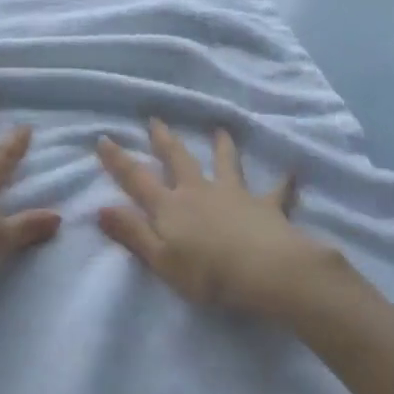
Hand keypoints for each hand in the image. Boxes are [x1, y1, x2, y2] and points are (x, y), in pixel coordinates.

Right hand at [98, 119, 334, 319]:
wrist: (267, 271)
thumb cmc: (207, 273)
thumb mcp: (160, 259)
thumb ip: (132, 232)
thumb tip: (100, 208)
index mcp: (170, 206)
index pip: (137, 179)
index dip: (118, 160)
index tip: (104, 138)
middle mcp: (199, 191)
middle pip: (178, 160)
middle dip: (165, 140)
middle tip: (156, 120)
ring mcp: (234, 195)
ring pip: (226, 164)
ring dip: (222, 146)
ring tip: (220, 129)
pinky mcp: (267, 206)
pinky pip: (277, 192)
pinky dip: (284, 183)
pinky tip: (293, 173)